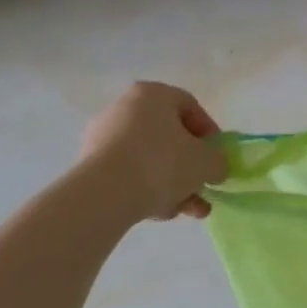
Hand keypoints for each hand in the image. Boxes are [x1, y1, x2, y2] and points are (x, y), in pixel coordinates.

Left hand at [79, 82, 225, 220]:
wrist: (102, 196)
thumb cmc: (162, 163)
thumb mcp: (206, 162)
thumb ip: (218, 161)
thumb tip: (215, 168)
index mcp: (153, 94)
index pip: (191, 108)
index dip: (210, 134)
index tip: (216, 158)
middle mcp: (125, 108)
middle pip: (169, 137)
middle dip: (190, 167)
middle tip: (203, 187)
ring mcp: (102, 138)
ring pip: (149, 160)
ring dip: (172, 184)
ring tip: (187, 211)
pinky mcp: (88, 167)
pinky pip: (127, 175)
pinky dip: (145, 190)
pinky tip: (159, 213)